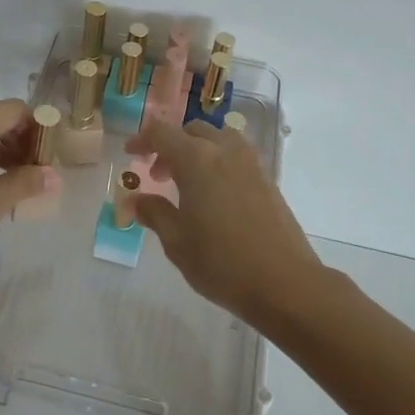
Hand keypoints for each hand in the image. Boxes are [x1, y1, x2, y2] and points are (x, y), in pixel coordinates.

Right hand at [124, 119, 324, 325]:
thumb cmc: (221, 262)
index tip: (130, 154)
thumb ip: (154, 213)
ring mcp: (251, 164)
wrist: (284, 283)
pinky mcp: (267, 180)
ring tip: (187, 183)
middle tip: (157, 175)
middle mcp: (225, 152)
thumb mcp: (176, 241)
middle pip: (192, 131)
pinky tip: (212, 196)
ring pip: (218, 139)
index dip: (142, 139)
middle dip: (170, 145)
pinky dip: (217, 162)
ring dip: (197, 150)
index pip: (162, 133)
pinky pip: (236, 156)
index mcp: (197, 160)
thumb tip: (136, 200)